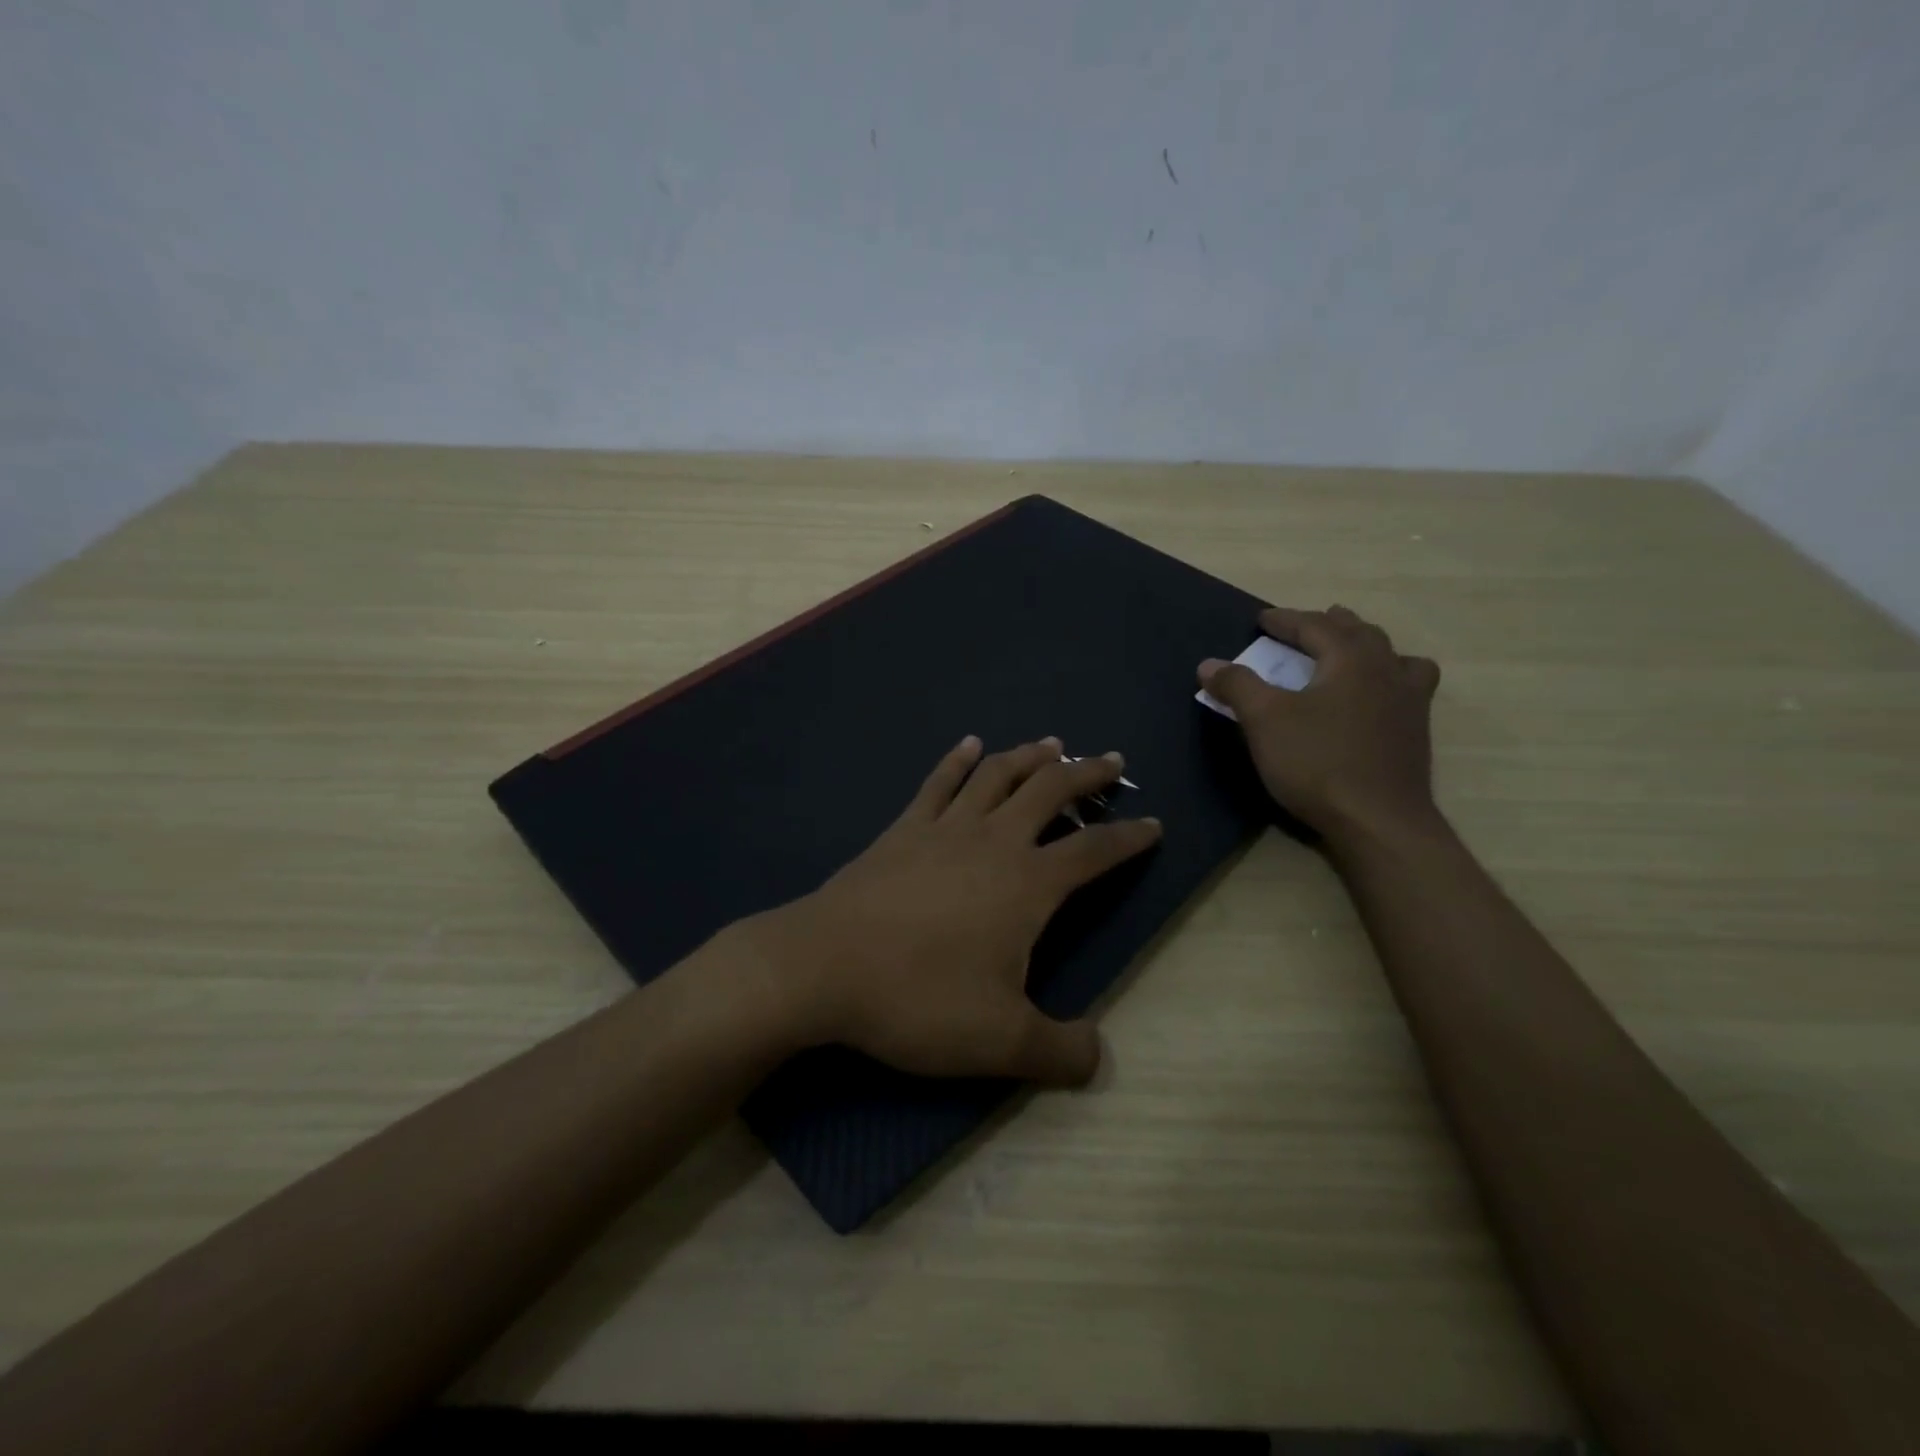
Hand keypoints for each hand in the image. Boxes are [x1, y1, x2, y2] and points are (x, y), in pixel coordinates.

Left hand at [736, 736, 1161, 1086]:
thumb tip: (1099, 1058)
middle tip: (1112, 760)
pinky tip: (970, 743)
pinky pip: (939, 782)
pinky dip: (959, 759)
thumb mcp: (1001, 1042)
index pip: (1094, 850)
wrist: (824, 966)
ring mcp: (944, 827)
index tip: (1154, 823)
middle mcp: (993, 841)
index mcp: (1028, 883)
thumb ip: (1060, 1051)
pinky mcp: (903, 828)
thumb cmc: (919, 998)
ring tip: (1054, 743)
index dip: (1130, 837)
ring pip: (998, 775)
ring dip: (1031, 756)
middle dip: (1087, 773)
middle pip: (1051, 791)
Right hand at [1197, 605, 1441, 844]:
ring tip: (1352, 651)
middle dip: (1330, 625)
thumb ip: (1237, 686)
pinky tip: (1378, 698)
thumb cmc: (1317, 763)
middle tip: (1307, 626)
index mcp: (1351, 660)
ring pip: (1392, 657)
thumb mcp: (1264, 721)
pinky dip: (1389, 679)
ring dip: (1367, 647)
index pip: (1315, 626)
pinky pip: (1407, 688)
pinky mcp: (1415, 733)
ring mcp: (1409, 703)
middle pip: (1360, 633)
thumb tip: (1209, 664)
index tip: (1262, 618)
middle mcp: (1387, 671)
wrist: (1378, 821)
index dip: (1285, 620)